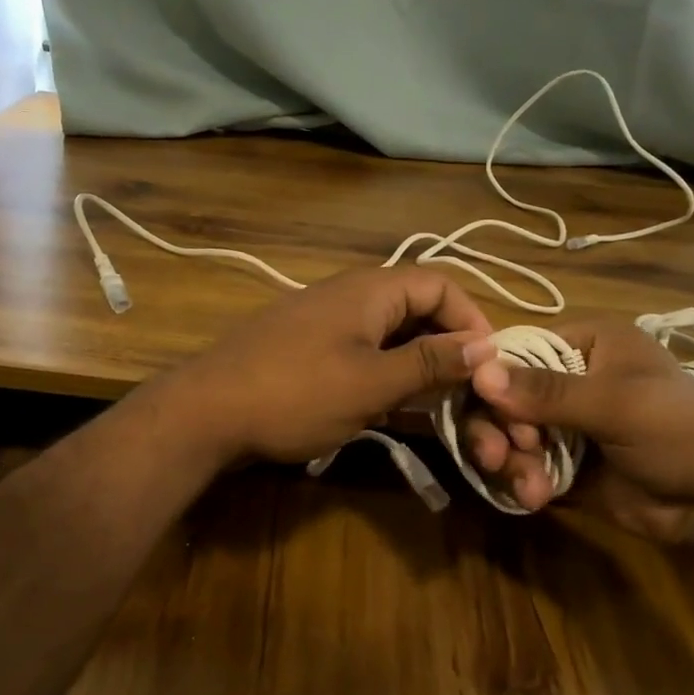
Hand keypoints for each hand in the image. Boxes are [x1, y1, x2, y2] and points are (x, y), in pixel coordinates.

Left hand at [164, 267, 495, 465]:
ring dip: (414, 362)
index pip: (440, 282)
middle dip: (445, 344)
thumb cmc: (295, 394)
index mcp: (369, 289)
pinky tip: (383, 407)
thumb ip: (429, 362)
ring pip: (388, 331)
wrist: (205, 412)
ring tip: (430, 403)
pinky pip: (359, 348)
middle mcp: (348, 293)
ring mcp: (322, 318)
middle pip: (415, 306)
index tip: (489, 363)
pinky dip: (382, 371)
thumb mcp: (372, 384)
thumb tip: (486, 345)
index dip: (471, 318)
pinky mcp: (304, 345)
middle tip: (464, 389)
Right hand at [464, 313, 693, 548]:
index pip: (515, 349)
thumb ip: (547, 391)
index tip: (494, 410)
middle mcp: (565, 377)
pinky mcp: (559, 462)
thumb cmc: (679, 431)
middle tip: (499, 455)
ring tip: (528, 485)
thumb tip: (478, 374)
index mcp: (584, 344)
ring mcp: (561, 422)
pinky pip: (520, 464)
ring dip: (508, 458)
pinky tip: (536, 497)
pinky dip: (521, 479)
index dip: (492, 379)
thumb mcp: (616, 404)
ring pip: (505, 432)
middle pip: (500, 394)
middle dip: (496, 427)